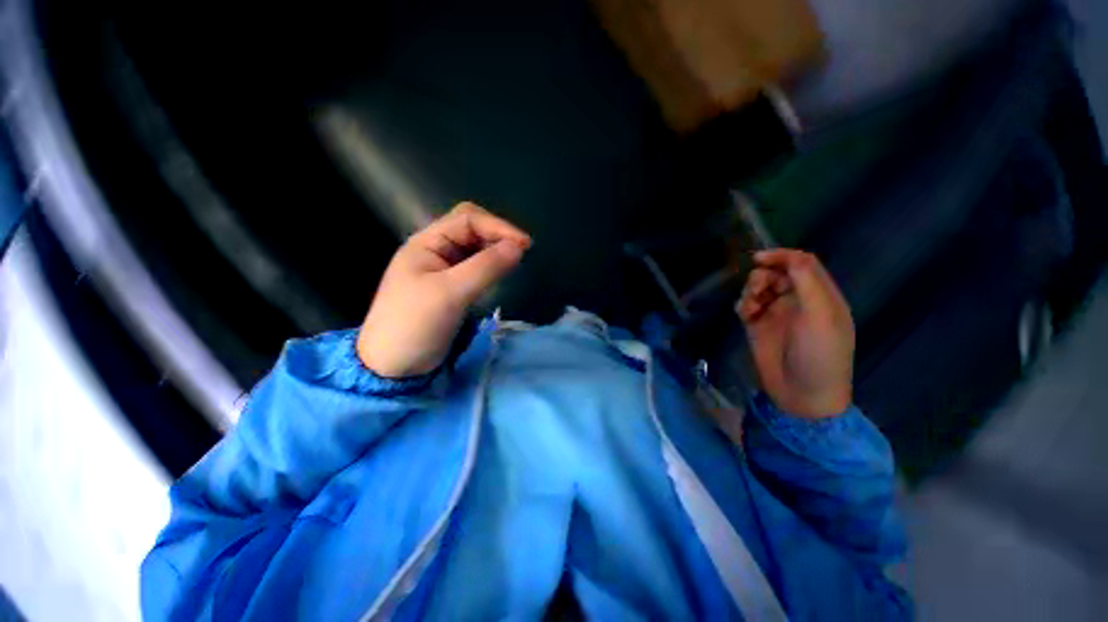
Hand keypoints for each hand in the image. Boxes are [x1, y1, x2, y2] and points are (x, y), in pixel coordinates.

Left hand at [357, 202, 530, 377]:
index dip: (498, 226)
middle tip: (522, 251)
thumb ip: (485, 267)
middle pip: (471, 229)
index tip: (524, 245)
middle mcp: (435, 250)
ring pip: (474, 249)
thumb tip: (518, 248)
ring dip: (496, 250)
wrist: (394, 366)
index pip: (467, 219)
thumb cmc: (415, 324)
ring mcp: (442, 269)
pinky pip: (475, 267)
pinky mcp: (451, 287)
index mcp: (426, 243)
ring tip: (516, 260)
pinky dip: (491, 266)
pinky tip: (502, 272)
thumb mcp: (450, 293)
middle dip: (497, 235)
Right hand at [736, 249, 854, 418]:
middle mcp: (798, 301)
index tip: (758, 259)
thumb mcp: (821, 316)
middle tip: (757, 290)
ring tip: (751, 307)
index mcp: (821, 296)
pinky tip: (745, 314)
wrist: (802, 394)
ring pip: (758, 288)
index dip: (781, 256)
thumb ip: (807, 282)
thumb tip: (787, 256)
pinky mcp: (758, 326)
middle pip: (776, 274)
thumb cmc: (820, 354)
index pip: (802, 264)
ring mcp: (776, 314)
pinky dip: (743, 304)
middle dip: (763, 277)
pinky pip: (746, 305)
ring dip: (751, 291)